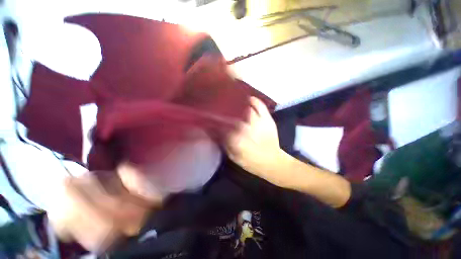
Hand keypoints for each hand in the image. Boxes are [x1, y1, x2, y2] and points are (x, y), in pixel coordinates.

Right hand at [223, 97, 283, 175]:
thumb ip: (224, 144)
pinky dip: (255, 101)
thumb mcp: (234, 157)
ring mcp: (258, 122)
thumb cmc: (252, 162)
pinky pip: (260, 106)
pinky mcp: (267, 119)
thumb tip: (216, 132)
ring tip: (233, 101)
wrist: (272, 162)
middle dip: (226, 112)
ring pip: (246, 108)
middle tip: (221, 109)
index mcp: (237, 139)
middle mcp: (246, 128)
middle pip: (233, 115)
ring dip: (238, 104)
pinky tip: (249, 99)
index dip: (216, 122)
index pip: (222, 127)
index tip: (212, 120)